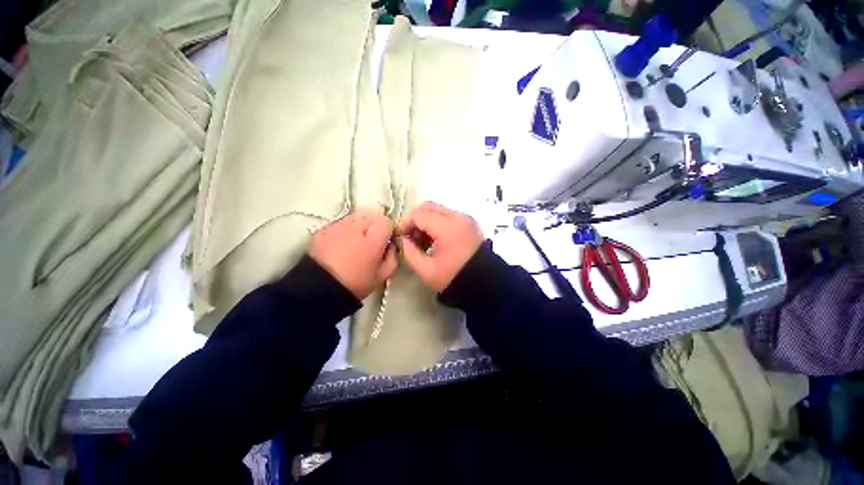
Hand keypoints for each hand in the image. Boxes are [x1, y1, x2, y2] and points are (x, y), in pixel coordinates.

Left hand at [309, 209, 397, 299]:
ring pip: (356, 217)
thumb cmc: (355, 283)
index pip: (385, 221)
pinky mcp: (324, 228)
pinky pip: (341, 223)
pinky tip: (342, 245)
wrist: (319, 288)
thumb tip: (392, 245)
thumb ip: (393, 257)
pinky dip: (345, 230)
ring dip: (360, 226)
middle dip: (374, 225)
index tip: (386, 241)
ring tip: (356, 243)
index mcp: (372, 239)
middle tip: (372, 242)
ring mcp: (337, 225)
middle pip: (371, 215)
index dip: (388, 230)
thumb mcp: (382, 275)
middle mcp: (355, 227)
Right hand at [397, 202, 483, 291]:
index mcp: (447, 227)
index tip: (401, 237)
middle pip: (428, 206)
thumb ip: (409, 252)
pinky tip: (435, 240)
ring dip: (426, 221)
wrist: (485, 283)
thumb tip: (402, 239)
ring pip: (438, 210)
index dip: (405, 223)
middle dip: (415, 219)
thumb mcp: (426, 270)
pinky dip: (437, 223)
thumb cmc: (454, 278)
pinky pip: (448, 215)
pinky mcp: (469, 222)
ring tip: (423, 241)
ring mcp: (465, 218)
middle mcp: (457, 216)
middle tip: (411, 237)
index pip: (418, 214)